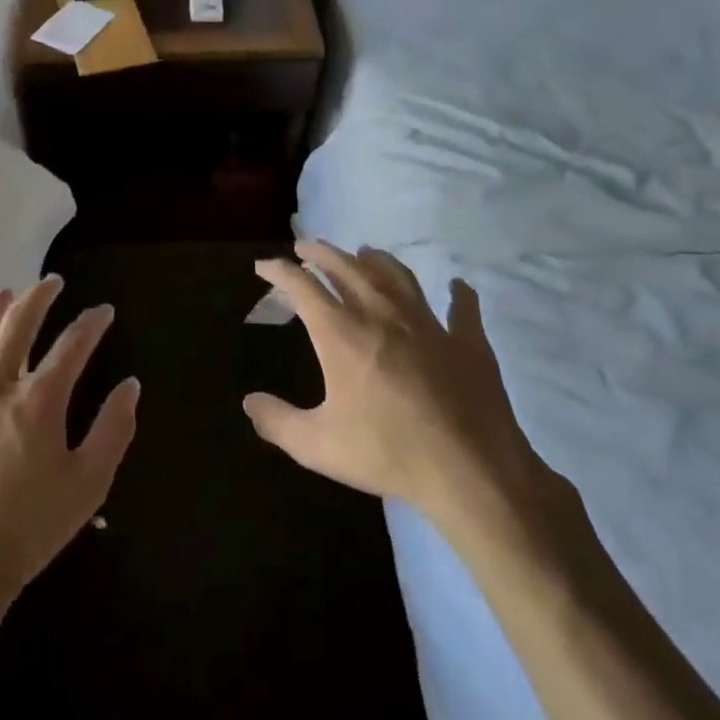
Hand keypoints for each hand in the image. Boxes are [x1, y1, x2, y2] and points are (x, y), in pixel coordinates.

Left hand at [0, 277, 140, 612]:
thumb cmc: (27, 531)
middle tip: (50, 283)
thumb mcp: (88, 486)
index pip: (72, 345)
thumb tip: (129, 385)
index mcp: (38, 399)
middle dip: (39, 297)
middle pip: (18, 324)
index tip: (103, 311)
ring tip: (2, 293)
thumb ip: (113, 430)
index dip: (91, 323)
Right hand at [244, 242, 553, 544]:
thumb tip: (248, 403)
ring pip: (398, 276)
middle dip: (322, 253)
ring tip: (364, 252)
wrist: (471, 472)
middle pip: (347, 269)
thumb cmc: (388, 454)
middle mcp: (381, 316)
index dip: (279, 272)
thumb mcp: (318, 446)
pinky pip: (463, 308)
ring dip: (376, 260)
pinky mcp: (467, 342)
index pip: (302, 287)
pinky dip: (458, 294)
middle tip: (306, 246)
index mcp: (342, 334)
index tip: (264, 265)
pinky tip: (456, 286)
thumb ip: (278, 422)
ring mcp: (428, 325)